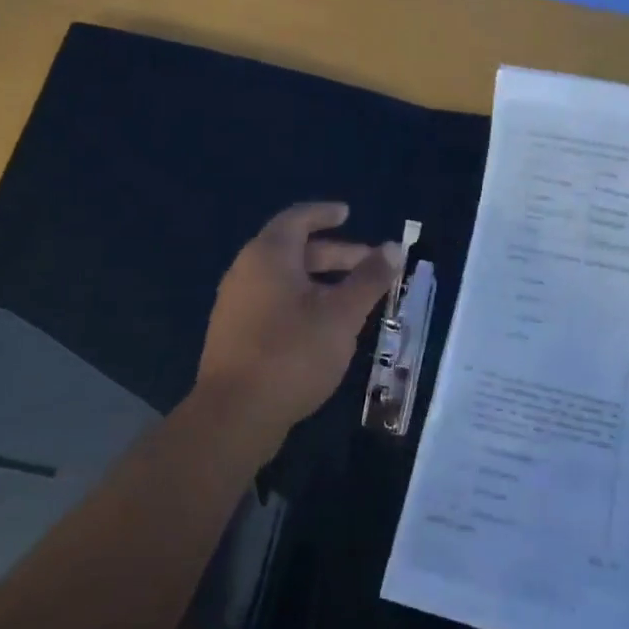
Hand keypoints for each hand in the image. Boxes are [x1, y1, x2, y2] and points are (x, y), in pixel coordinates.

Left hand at [193, 202, 400, 450]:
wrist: (235, 415)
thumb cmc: (293, 353)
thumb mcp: (341, 315)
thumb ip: (369, 279)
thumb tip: (393, 248)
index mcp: (268, 255)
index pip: (297, 218)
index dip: (324, 213)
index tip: (348, 213)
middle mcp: (246, 271)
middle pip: (293, 249)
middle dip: (334, 253)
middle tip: (369, 265)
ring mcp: (236, 303)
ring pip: (284, 278)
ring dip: (320, 280)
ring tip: (353, 298)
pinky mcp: (235, 333)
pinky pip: (273, 301)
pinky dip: (302, 300)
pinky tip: (324, 326)